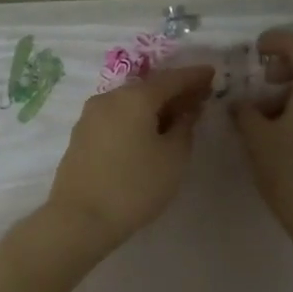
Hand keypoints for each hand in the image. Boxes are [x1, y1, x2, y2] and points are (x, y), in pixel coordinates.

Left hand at [46, 65, 214, 255]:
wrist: (80, 218)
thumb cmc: (135, 186)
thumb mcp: (173, 157)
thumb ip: (184, 126)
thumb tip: (186, 109)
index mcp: (134, 97)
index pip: (171, 78)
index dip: (194, 76)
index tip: (212, 74)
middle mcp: (109, 98)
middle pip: (148, 88)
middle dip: (174, 91)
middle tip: (198, 97)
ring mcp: (90, 116)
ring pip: (129, 103)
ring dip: (153, 106)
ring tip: (175, 117)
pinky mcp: (80, 135)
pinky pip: (115, 117)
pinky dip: (134, 119)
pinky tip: (147, 132)